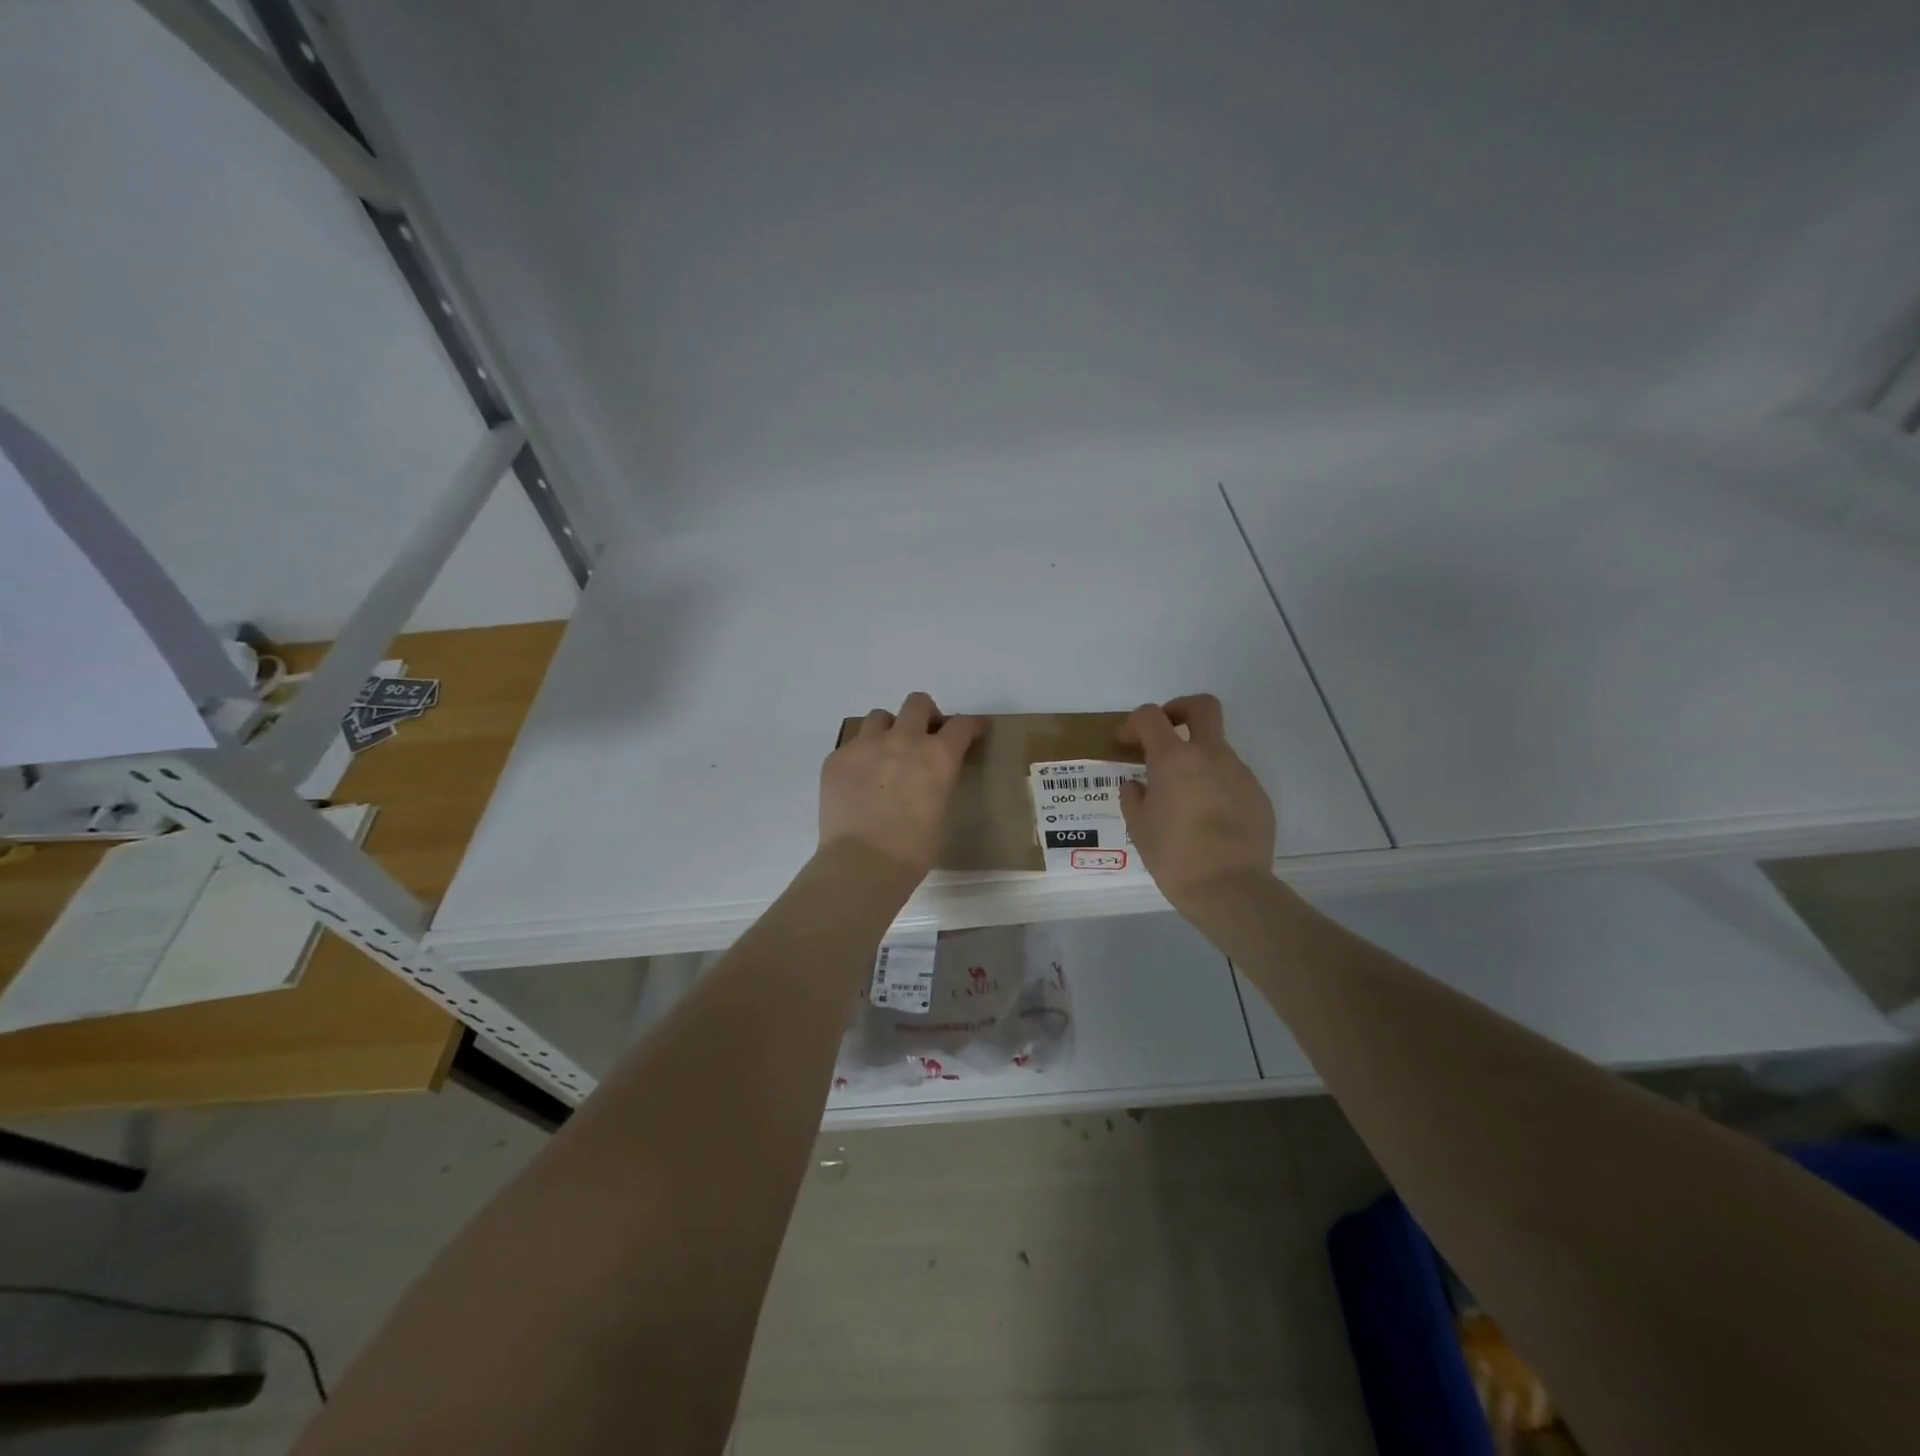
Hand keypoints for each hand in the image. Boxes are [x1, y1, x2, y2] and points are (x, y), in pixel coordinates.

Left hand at [819, 693, 982, 876]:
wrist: (862, 864)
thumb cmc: (913, 850)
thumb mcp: (941, 811)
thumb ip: (938, 782)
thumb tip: (928, 778)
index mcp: (938, 756)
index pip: (962, 725)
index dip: (972, 725)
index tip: (974, 729)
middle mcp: (903, 740)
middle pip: (917, 703)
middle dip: (925, 715)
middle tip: (924, 736)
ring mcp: (866, 745)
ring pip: (880, 717)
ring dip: (889, 730)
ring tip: (886, 754)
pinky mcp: (837, 758)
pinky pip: (852, 744)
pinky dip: (861, 755)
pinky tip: (859, 780)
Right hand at [1118, 694, 1275, 909]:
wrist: (1230, 888)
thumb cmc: (1174, 856)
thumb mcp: (1139, 828)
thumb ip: (1133, 798)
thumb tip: (1137, 785)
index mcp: (1173, 759)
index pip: (1150, 717)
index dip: (1134, 723)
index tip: (1127, 743)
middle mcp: (1210, 755)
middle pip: (1202, 706)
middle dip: (1180, 709)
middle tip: (1166, 733)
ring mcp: (1239, 773)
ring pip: (1217, 748)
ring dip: (1198, 759)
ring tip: (1184, 797)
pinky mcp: (1258, 795)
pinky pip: (1232, 779)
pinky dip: (1216, 786)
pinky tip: (1208, 819)